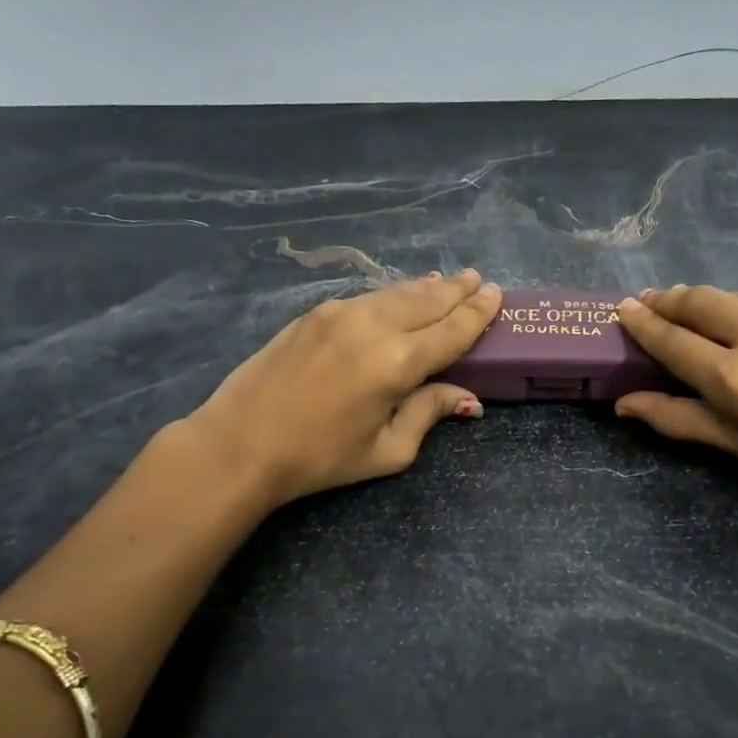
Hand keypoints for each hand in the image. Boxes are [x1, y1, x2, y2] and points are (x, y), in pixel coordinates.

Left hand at [185, 270, 501, 508]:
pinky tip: (397, 296)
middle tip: (477, 279)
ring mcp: (340, 314)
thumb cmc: (320, 458)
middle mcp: (373, 327)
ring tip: (445, 281)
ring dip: (425, 287)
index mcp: (398, 364)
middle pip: (426, 300)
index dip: (477, 312)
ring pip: (395, 293)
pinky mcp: (314, 314)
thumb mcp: (386, 450)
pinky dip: (391, 295)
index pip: (451, 330)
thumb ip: (428, 414)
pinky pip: (366, 298)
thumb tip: (468, 399)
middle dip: (456, 290)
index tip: (496, 294)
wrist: (241, 443)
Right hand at [614, 285, 737, 519]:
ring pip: (734, 296)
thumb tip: (623, 403)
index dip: (642, 323)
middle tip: (650, 301)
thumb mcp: (735, 445)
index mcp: (733, 379)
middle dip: (668, 299)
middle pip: (697, 300)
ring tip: (698, 314)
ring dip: (709, 304)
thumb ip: (675, 418)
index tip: (622, 308)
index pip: (671, 340)